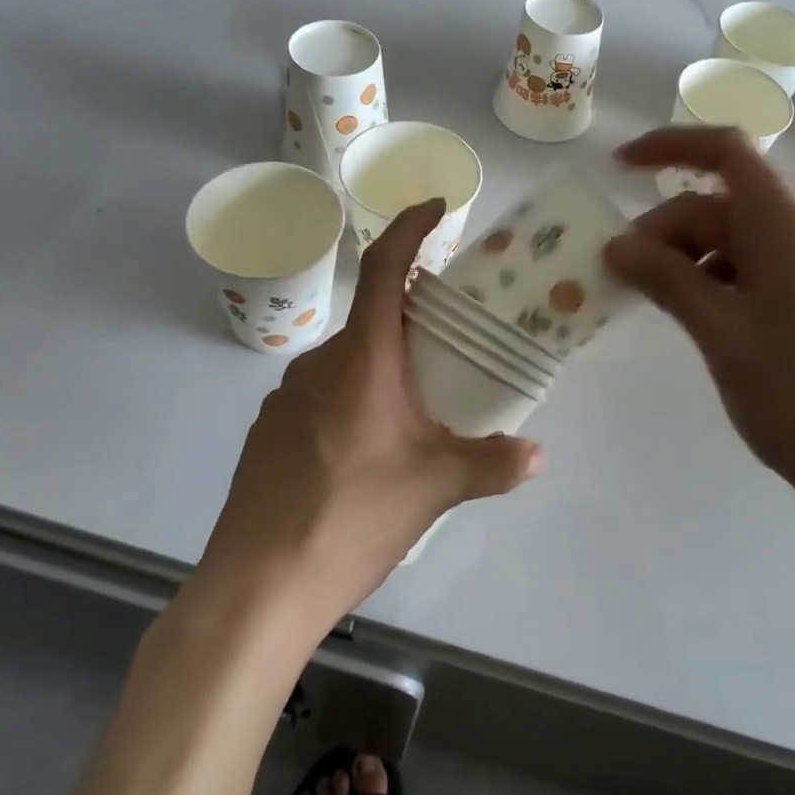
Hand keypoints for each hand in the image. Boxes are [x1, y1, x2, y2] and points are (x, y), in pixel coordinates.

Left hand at [197, 201, 542, 632]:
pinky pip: (322, 398)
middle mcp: (318, 365)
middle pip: (371, 320)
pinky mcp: (269, 433)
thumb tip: (537, 455)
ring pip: (348, 363)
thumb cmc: (351, 517)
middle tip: (452, 348)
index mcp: (361, 359)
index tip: (435, 208)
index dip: (408, 228)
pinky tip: (368, 455)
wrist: (257, 587)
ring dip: (384, 370)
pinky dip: (354, 403)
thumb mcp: (435, 487)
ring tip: (417, 414)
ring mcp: (285, 398)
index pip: (383, 269)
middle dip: (412, 323)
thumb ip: (491, 464)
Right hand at [604, 128, 794, 522]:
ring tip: (645, 297)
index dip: (669, 147)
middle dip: (664, 228)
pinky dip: (709, 277)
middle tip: (618, 273)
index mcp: (789, 224)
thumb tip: (616, 245)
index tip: (617, 169)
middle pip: (720, 203)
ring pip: (731, 236)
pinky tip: (684, 311)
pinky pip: (749, 265)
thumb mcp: (720, 332)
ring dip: (682, 256)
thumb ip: (666, 279)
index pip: (727, 152)